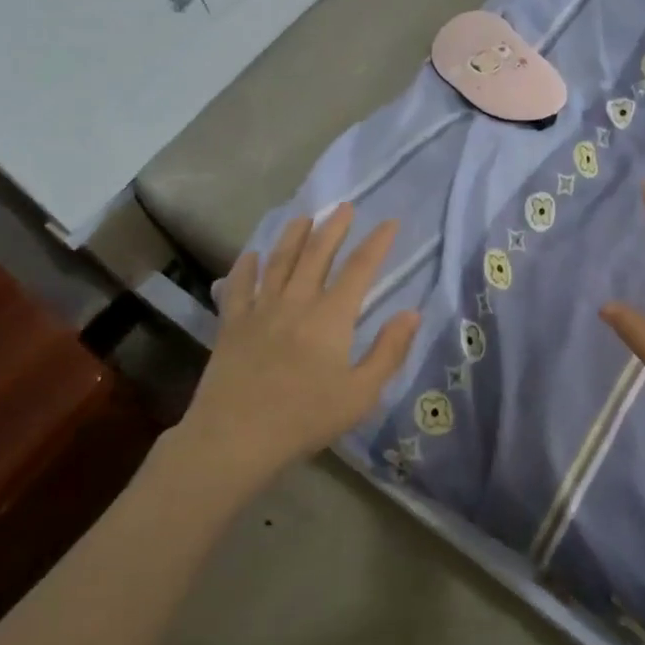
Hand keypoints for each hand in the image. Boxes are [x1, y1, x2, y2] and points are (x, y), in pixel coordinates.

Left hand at [177, 204, 420, 492]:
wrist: (236, 437)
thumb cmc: (305, 418)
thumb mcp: (361, 394)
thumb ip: (388, 351)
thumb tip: (412, 313)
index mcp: (331, 317)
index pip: (359, 269)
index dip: (377, 243)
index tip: (389, 222)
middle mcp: (296, 302)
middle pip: (317, 254)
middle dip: (333, 227)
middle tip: (344, 206)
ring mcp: (260, 310)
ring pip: (279, 261)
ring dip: (293, 236)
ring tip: (304, 217)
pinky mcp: (232, 324)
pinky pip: (239, 286)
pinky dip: (246, 267)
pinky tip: (252, 255)